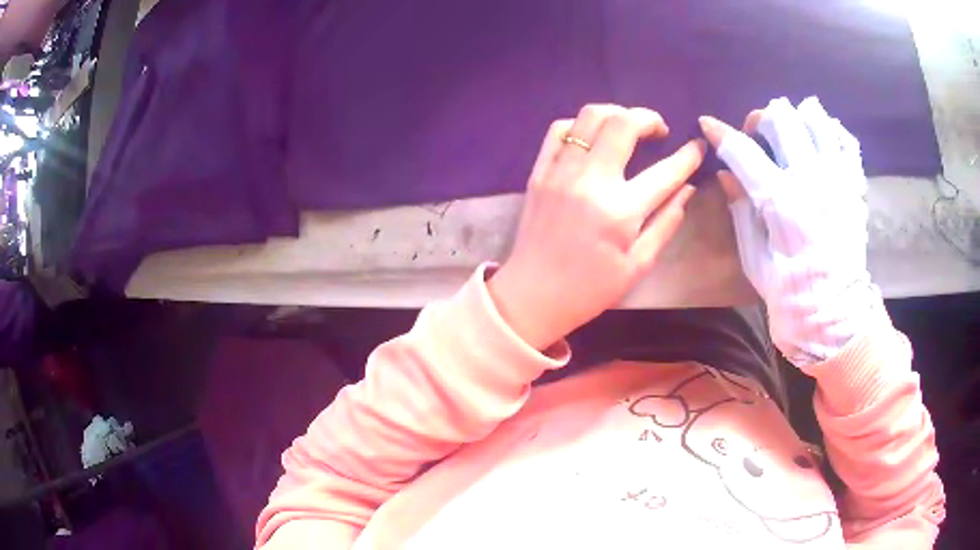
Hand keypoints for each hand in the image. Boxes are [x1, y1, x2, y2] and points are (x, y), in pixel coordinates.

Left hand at [489, 104, 704, 349]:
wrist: (532, 296)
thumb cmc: (590, 289)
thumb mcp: (638, 265)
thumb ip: (666, 222)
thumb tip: (688, 189)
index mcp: (621, 212)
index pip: (665, 172)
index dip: (688, 155)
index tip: (698, 146)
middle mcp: (591, 181)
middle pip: (623, 124)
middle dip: (649, 118)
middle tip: (659, 130)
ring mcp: (560, 172)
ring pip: (590, 117)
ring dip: (616, 114)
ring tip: (628, 128)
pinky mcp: (539, 172)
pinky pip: (559, 130)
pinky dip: (581, 125)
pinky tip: (593, 137)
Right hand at [699, 97, 878, 365]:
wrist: (835, 316)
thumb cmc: (789, 294)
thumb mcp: (754, 260)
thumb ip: (741, 211)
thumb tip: (726, 174)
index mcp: (782, 203)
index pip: (743, 150)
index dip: (720, 132)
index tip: (708, 124)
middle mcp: (812, 181)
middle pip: (781, 118)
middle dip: (761, 120)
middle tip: (757, 138)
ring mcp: (838, 179)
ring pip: (815, 119)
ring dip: (796, 121)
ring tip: (790, 137)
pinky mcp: (854, 187)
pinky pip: (845, 141)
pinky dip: (830, 133)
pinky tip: (819, 142)